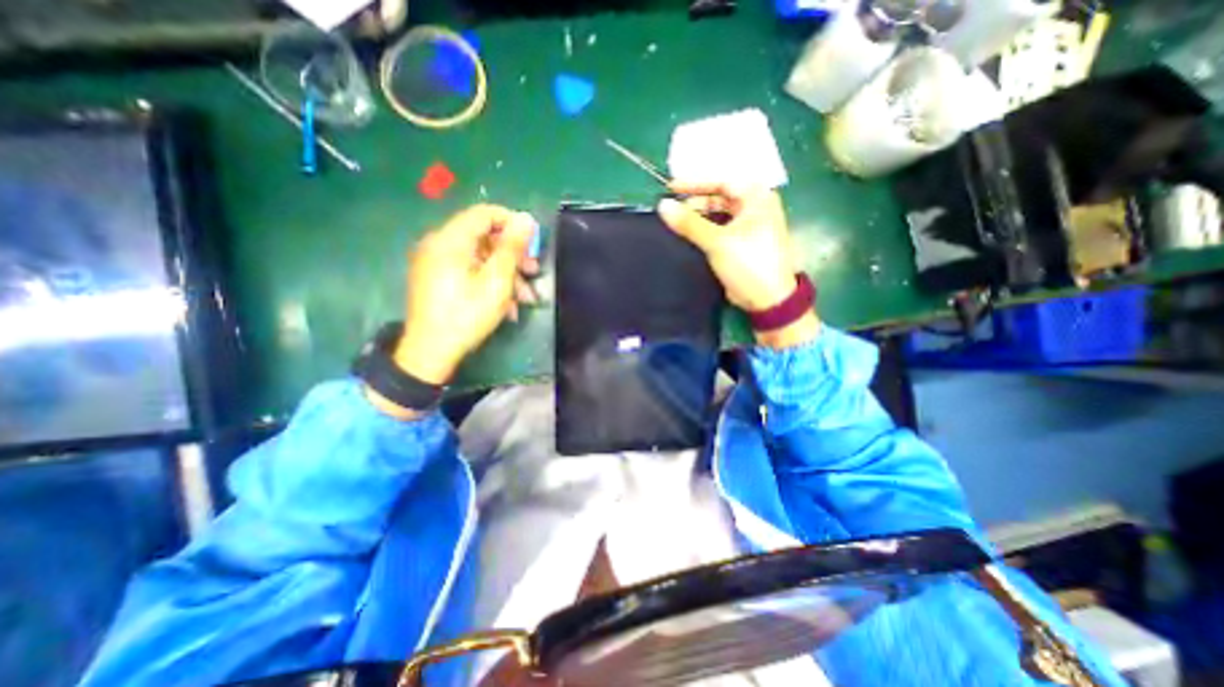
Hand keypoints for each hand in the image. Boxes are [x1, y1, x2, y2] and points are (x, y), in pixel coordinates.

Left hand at [391, 203, 537, 385]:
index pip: (485, 213)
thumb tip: (526, 219)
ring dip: (506, 274)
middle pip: (484, 237)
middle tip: (534, 272)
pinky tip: (507, 306)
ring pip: (479, 258)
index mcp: (450, 240)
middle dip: (513, 255)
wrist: (430, 352)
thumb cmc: (467, 314)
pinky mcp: (437, 280)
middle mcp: (439, 245)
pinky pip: (468, 271)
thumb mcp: (496, 281)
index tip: (534, 242)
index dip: (513, 223)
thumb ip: (512, 247)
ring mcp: (436, 264)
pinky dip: (489, 282)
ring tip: (526, 298)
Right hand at [655, 182, 814, 347]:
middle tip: (671, 208)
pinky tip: (688, 233)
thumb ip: (689, 223)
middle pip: (720, 197)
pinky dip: (705, 229)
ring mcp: (749, 226)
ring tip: (676, 220)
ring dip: (699, 216)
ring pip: (719, 214)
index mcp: (757, 198)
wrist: (768, 299)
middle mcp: (755, 207)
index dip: (695, 184)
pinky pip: (720, 228)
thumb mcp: (717, 241)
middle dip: (695, 201)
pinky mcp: (742, 243)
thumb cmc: (748, 263)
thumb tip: (662, 205)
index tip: (670, 188)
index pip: (722, 182)